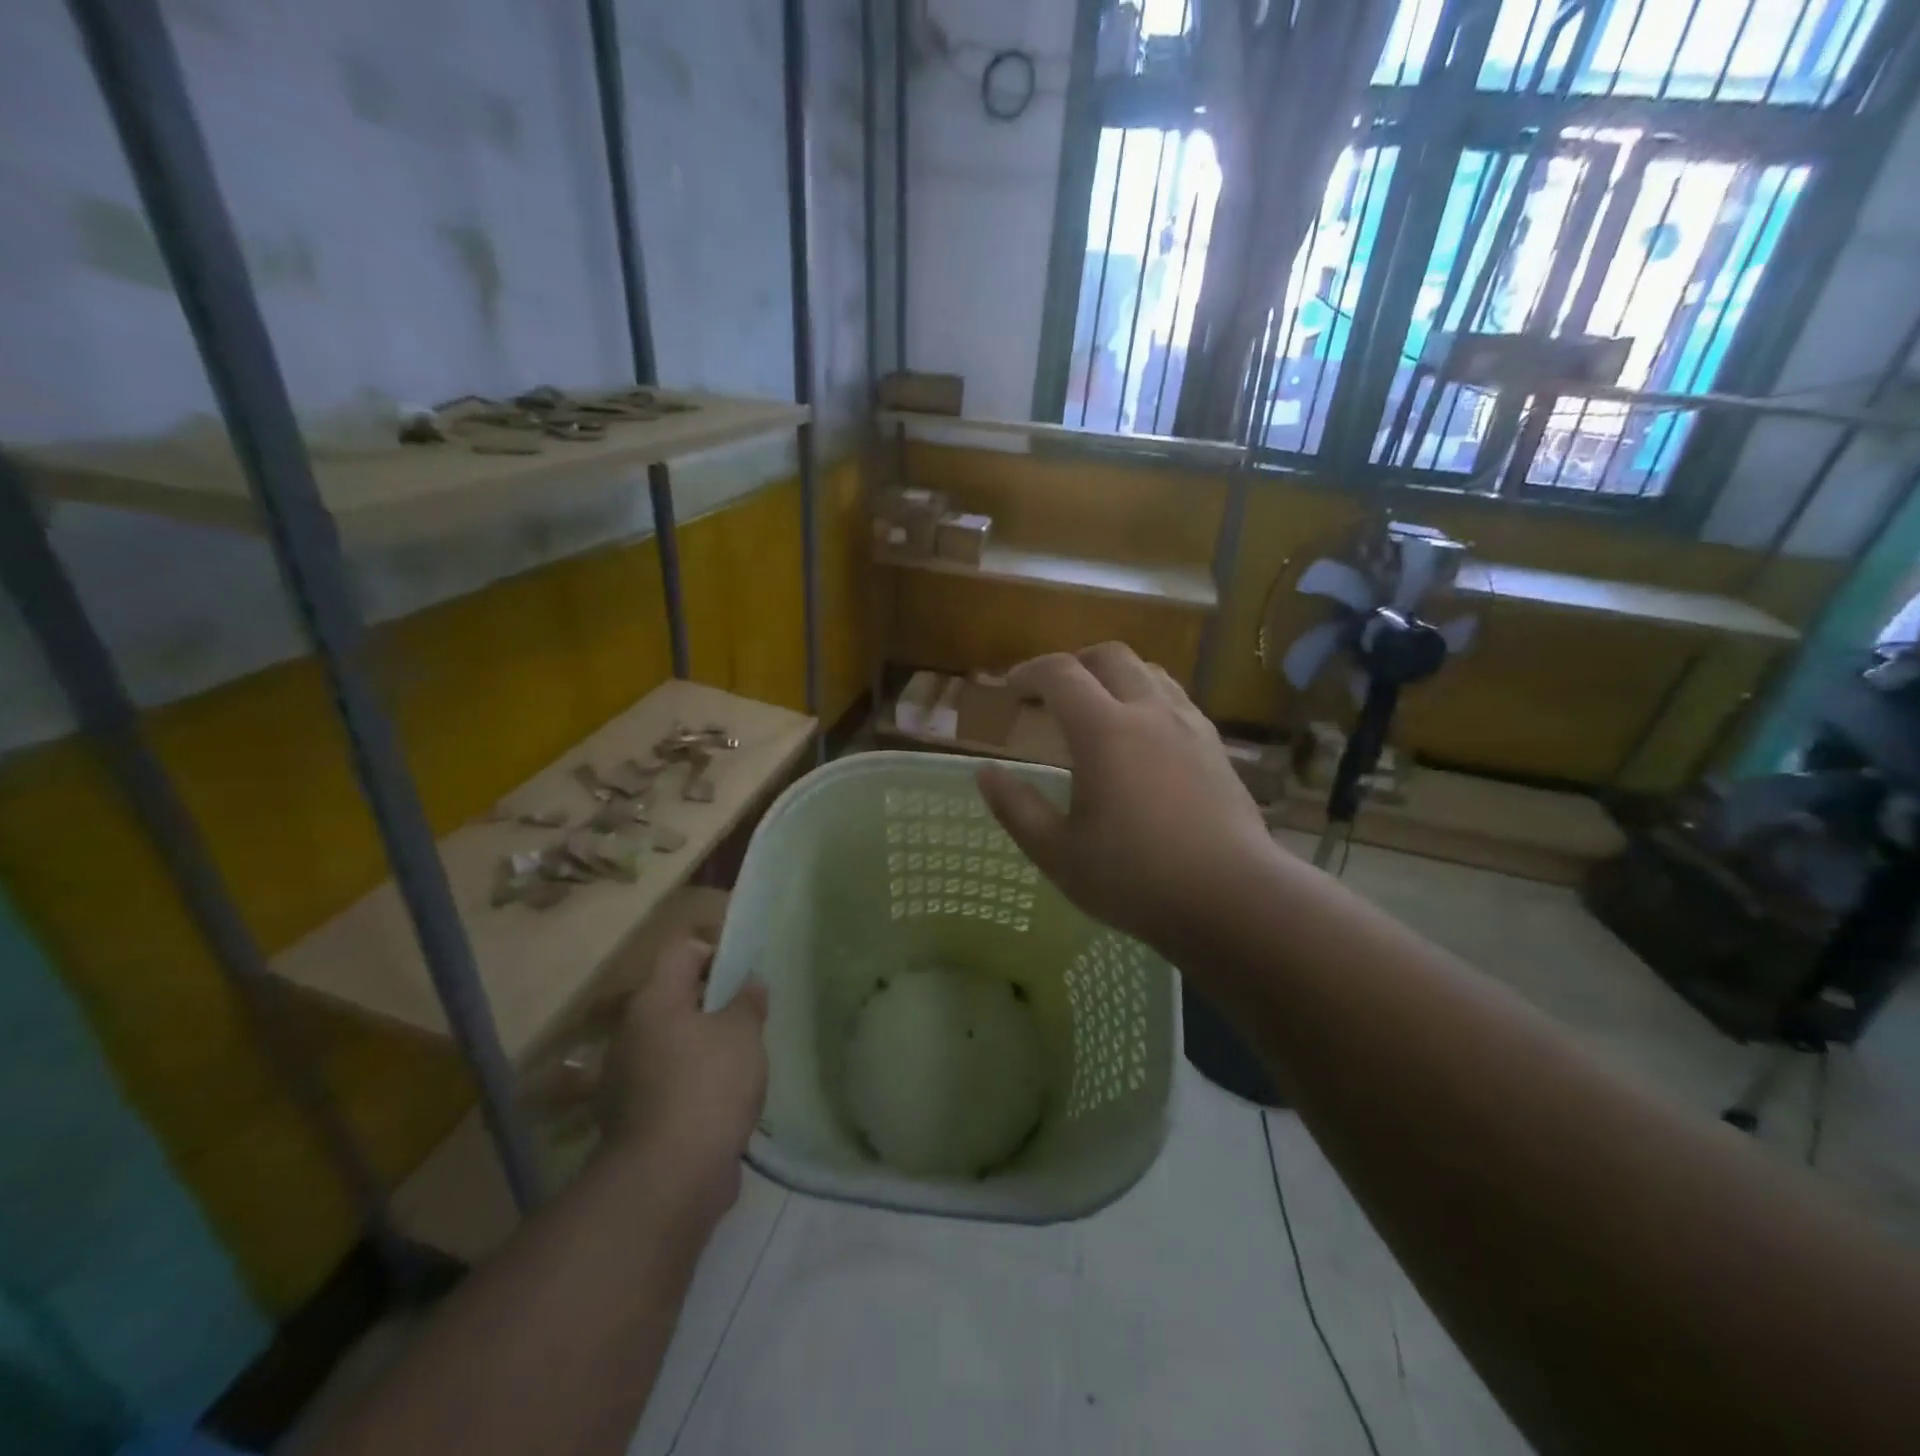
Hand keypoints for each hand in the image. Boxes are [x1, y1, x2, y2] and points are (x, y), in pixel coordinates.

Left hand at [598, 939, 767, 1212]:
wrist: (669, 1178)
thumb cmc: (709, 1085)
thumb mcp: (743, 1032)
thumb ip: (748, 1001)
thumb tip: (749, 984)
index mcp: (654, 1001)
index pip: (682, 952)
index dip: (716, 954)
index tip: (744, 978)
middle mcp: (631, 1033)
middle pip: (675, 999)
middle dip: (713, 1006)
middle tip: (749, 1021)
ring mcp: (625, 1079)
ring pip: (671, 1044)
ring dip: (703, 1048)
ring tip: (741, 1064)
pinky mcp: (632, 1119)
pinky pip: (668, 1084)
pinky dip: (692, 1086)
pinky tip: (723, 1102)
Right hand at [977, 644, 1276, 956]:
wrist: (1233, 898)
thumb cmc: (1136, 878)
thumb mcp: (1059, 853)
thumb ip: (1016, 808)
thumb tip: (985, 773)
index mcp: (1104, 731)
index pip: (1060, 674)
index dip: (1029, 671)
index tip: (1011, 688)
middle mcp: (1149, 712)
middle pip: (1109, 656)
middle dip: (1074, 663)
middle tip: (1053, 693)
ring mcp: (1189, 726)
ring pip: (1149, 671)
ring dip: (1115, 676)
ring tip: (1097, 707)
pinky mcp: (1216, 747)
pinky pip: (1176, 699)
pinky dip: (1148, 698)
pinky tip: (1143, 737)